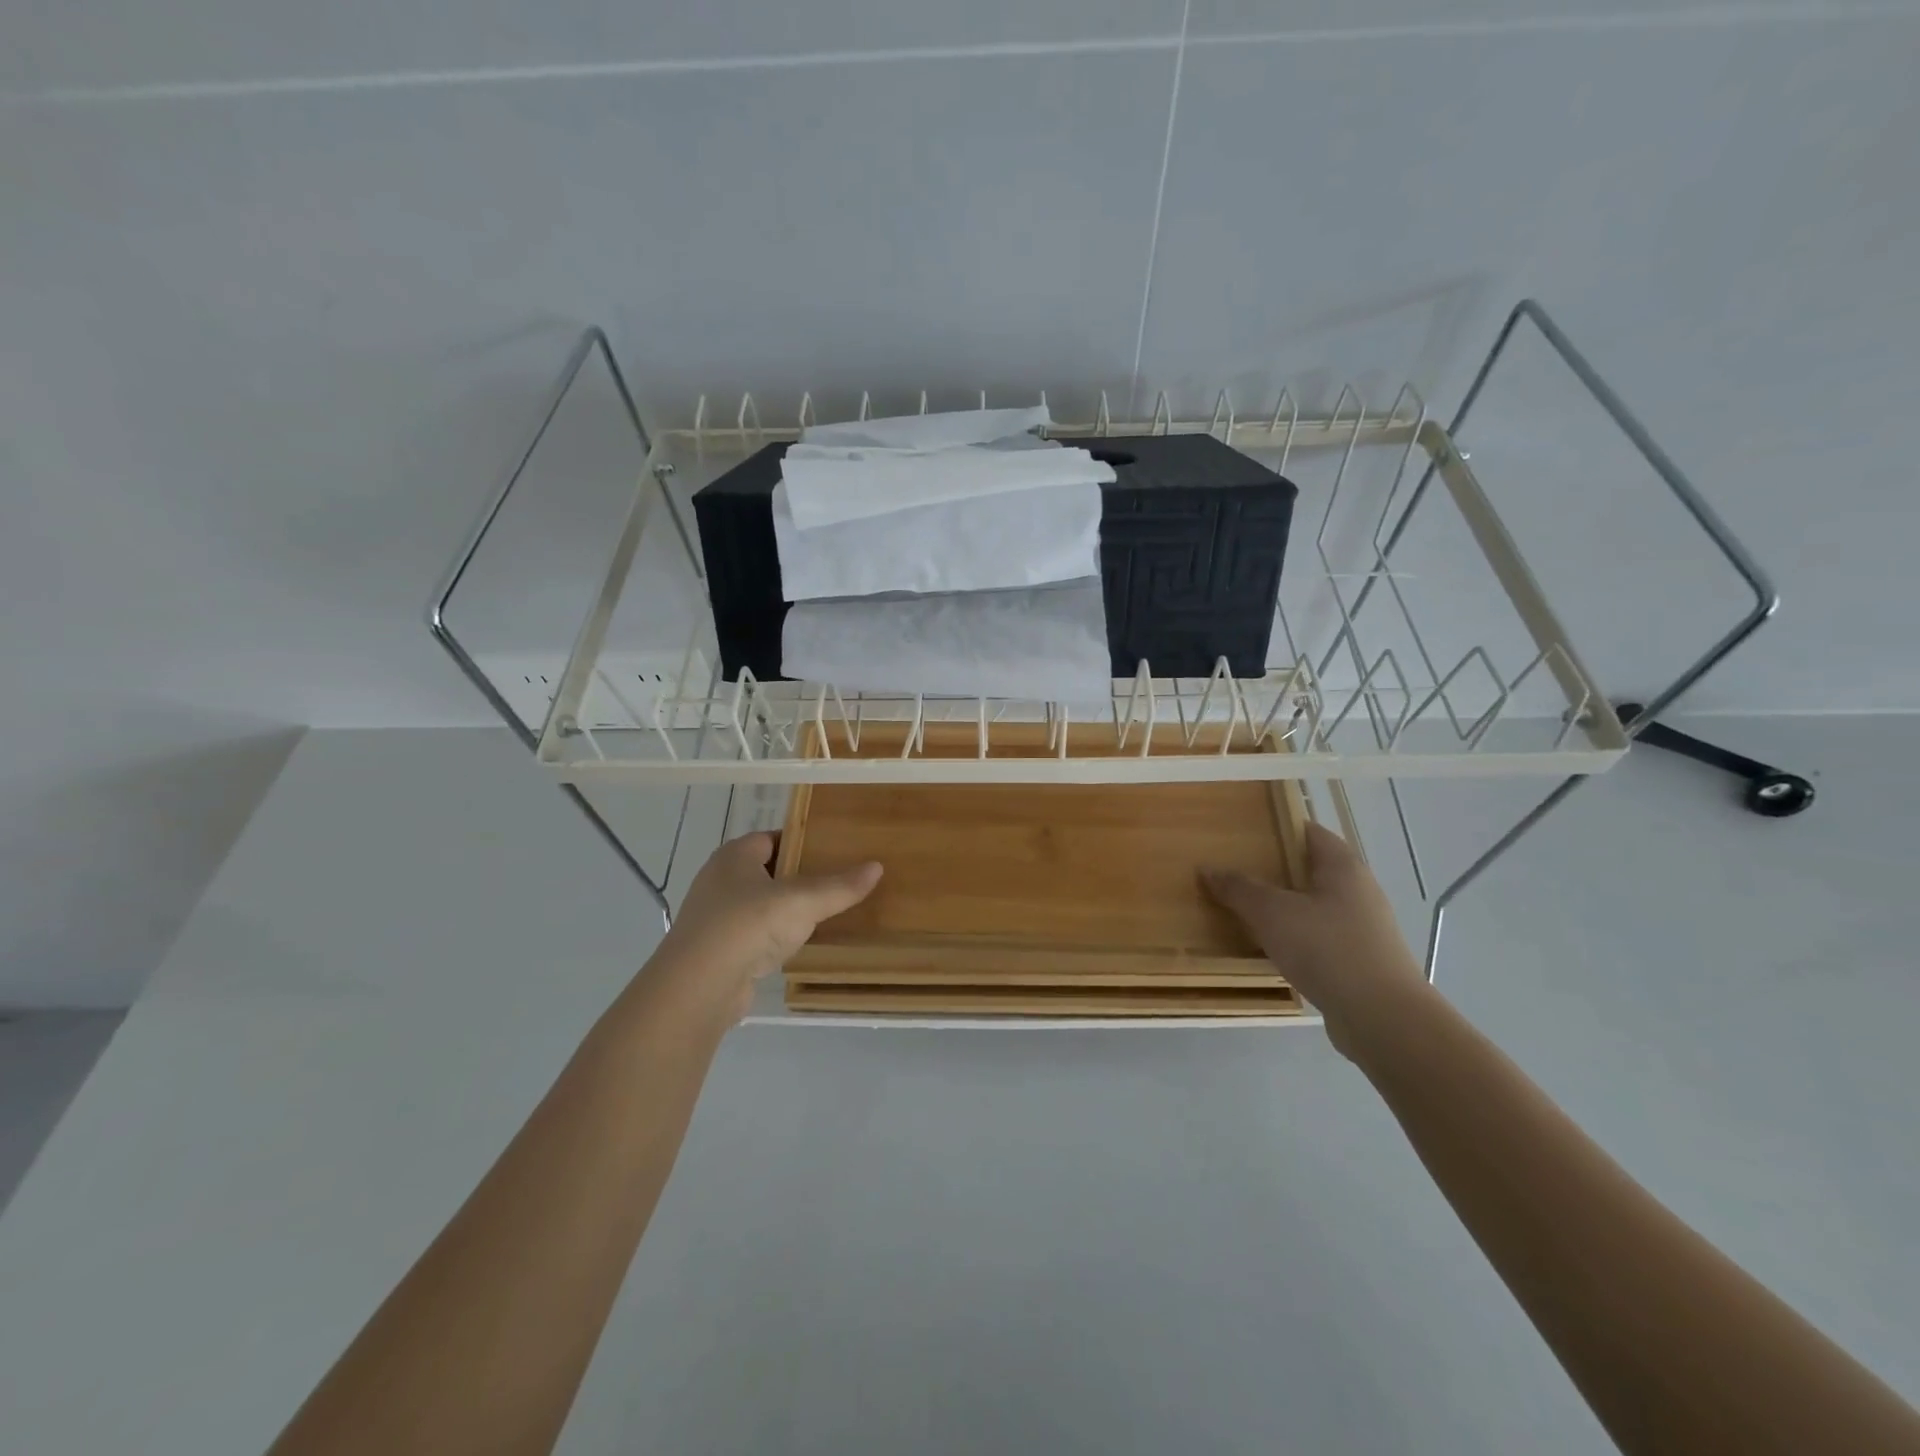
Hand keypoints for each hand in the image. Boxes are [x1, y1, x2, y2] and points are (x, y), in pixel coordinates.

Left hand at [652, 833, 881, 1021]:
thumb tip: (877, 866)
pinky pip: (754, 935)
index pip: (772, 838)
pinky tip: (799, 944)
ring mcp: (715, 917)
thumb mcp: (802, 901)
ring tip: (825, 911)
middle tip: (837, 879)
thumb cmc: (748, 926)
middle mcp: (720, 880)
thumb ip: (840, 886)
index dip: (802, 841)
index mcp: (734, 856)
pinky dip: (775, 936)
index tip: (834, 849)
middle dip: (798, 875)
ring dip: (786, 909)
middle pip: (767, 870)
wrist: (698, 987)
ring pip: (760, 904)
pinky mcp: (718, 950)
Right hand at [1202, 822, 1428, 1057]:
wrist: (1382, 1019)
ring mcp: (1361, 927)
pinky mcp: (1358, 959)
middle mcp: (1357, 890)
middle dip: (1271, 869)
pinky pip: (1317, 936)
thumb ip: (1239, 888)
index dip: (1275, 827)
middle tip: (1232, 871)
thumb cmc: (1327, 949)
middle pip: (1308, 868)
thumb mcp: (1272, 913)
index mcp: (1342, 866)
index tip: (1240, 833)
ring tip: (1241, 909)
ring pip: (1311, 905)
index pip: (1307, 831)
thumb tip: (1208, 869)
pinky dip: (1292, 936)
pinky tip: (1267, 948)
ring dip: (1280, 906)